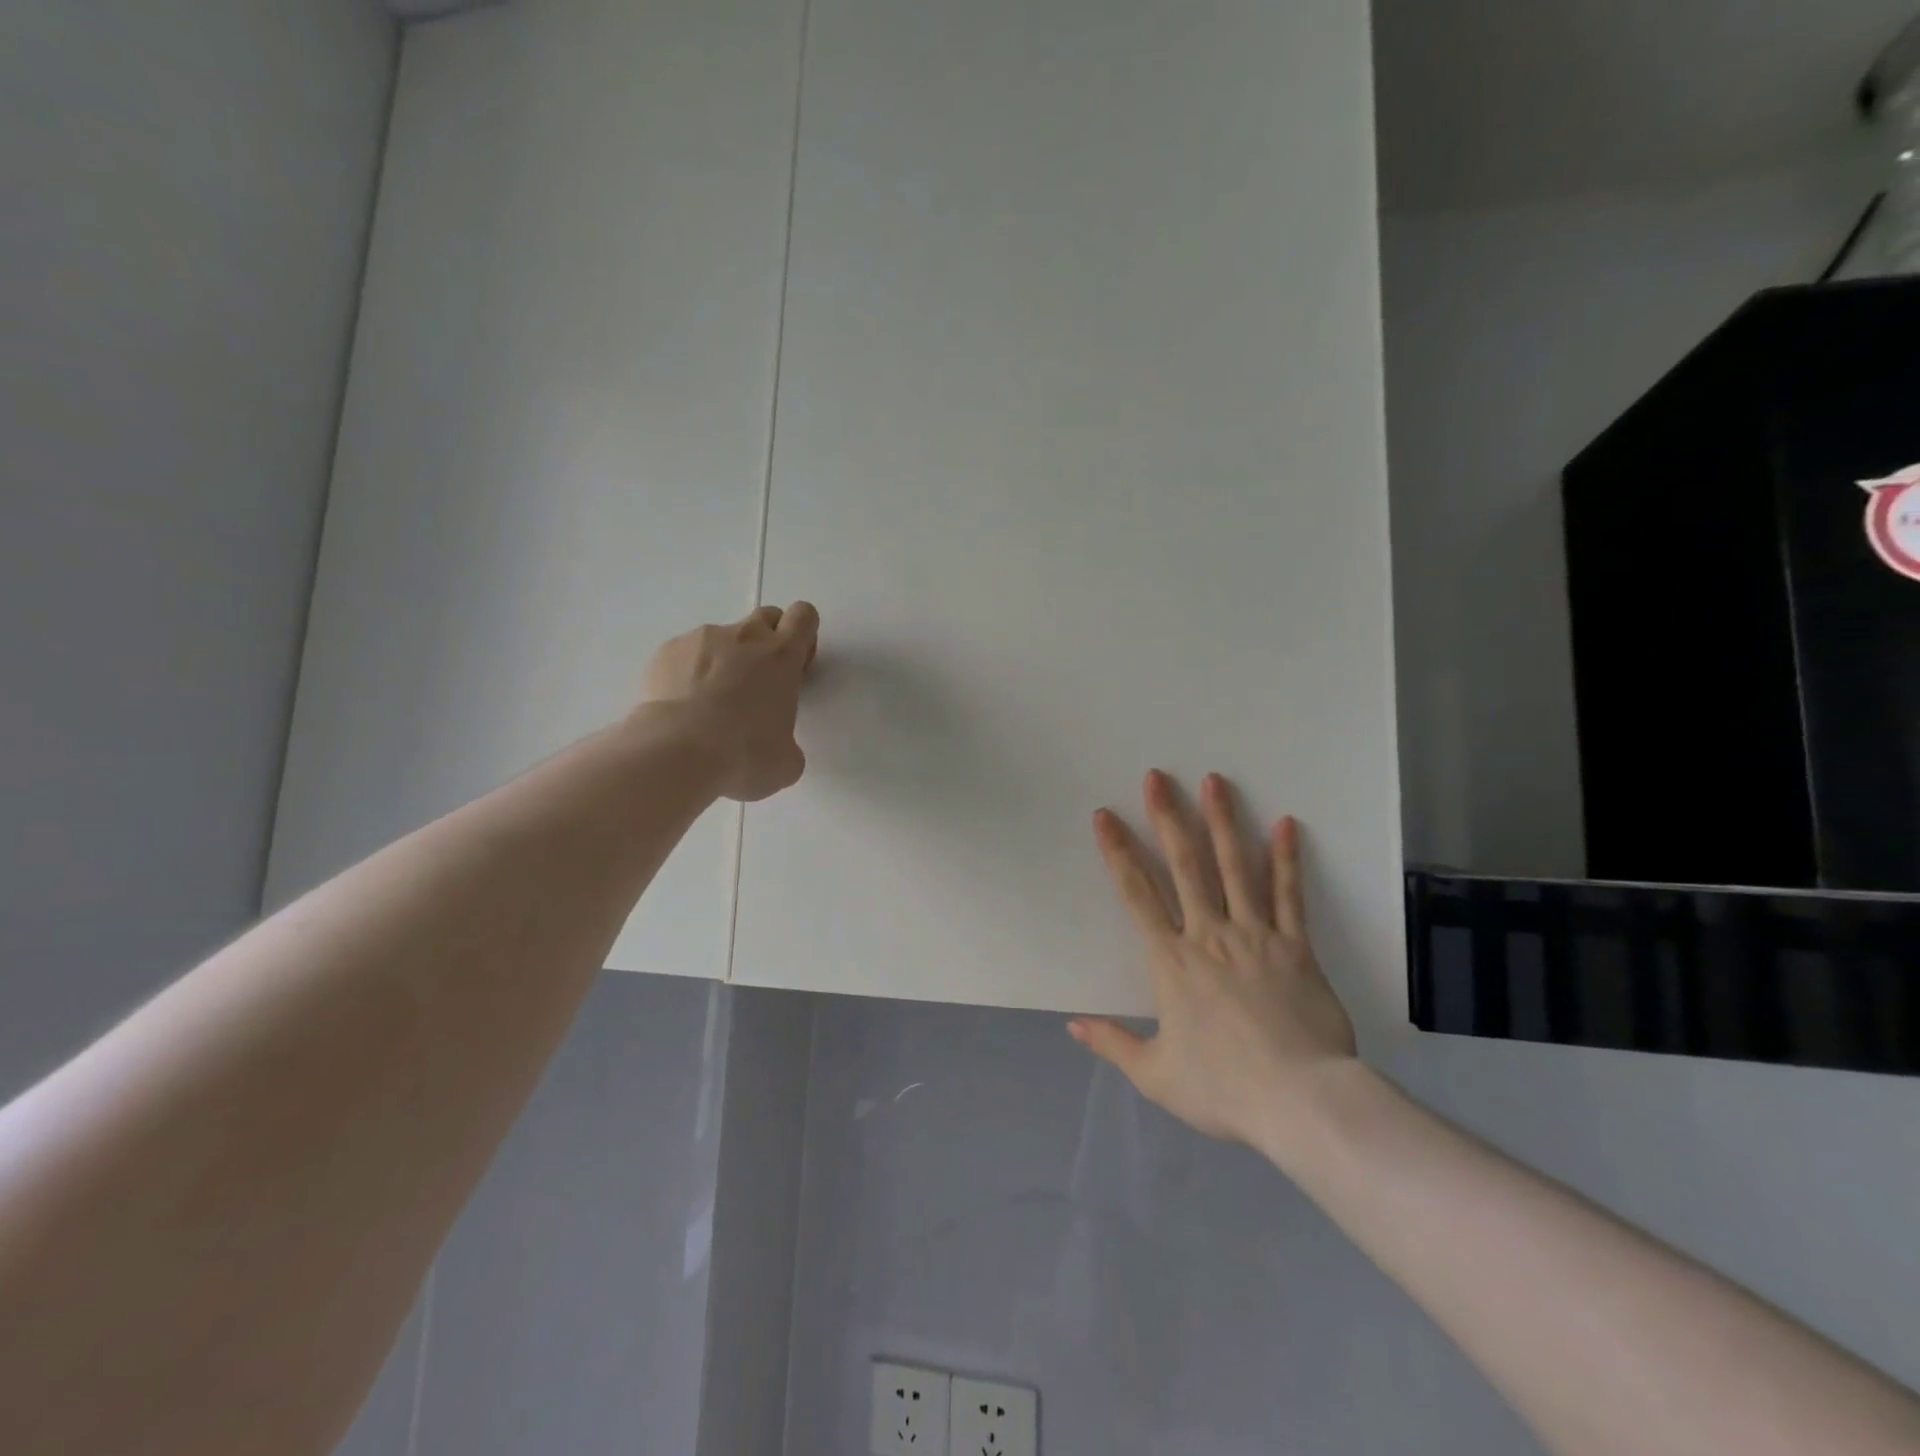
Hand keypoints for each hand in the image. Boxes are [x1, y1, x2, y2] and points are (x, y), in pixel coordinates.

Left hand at [639, 602, 819, 801]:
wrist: (676, 752)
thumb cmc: (744, 755)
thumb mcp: (786, 761)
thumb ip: (788, 741)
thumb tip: (775, 748)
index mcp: (782, 657)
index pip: (803, 616)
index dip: (803, 637)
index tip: (796, 666)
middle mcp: (744, 637)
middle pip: (766, 616)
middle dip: (768, 641)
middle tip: (759, 683)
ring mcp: (701, 639)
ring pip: (722, 638)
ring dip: (724, 661)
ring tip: (709, 706)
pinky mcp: (667, 651)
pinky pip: (685, 654)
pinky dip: (688, 673)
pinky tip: (682, 708)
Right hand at [1071, 771, 1357, 1153]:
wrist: (1300, 1102)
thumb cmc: (1223, 1088)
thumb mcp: (1155, 1075)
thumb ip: (1112, 1043)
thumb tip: (1071, 1025)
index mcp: (1170, 961)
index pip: (1136, 894)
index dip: (1118, 852)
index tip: (1105, 816)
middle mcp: (1208, 934)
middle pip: (1184, 865)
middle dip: (1168, 817)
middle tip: (1157, 777)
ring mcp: (1255, 935)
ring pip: (1236, 867)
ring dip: (1223, 821)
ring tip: (1215, 782)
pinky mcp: (1295, 946)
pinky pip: (1289, 895)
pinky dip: (1287, 858)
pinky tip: (1286, 824)